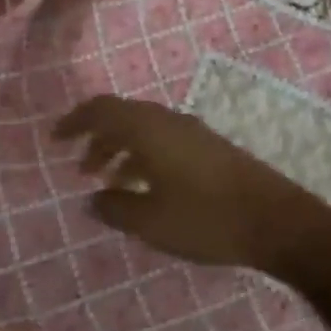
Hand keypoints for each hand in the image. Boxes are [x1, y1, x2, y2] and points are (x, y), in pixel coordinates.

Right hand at [53, 94, 330, 277]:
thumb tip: (94, 198)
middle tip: (81, 167)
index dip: (76, 120)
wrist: (275, 220)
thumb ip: (115, 207)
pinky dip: (146, 157)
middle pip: (125, 117)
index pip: (103, 109)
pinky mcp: (212, 149)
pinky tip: (146, 188)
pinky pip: (166, 142)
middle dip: (99, 138)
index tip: (55, 139)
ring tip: (109, 182)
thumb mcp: (150, 221)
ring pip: (147, 131)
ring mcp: (195, 133)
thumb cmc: (206, 219)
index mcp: (151, 129)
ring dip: (123, 149)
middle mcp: (171, 122)